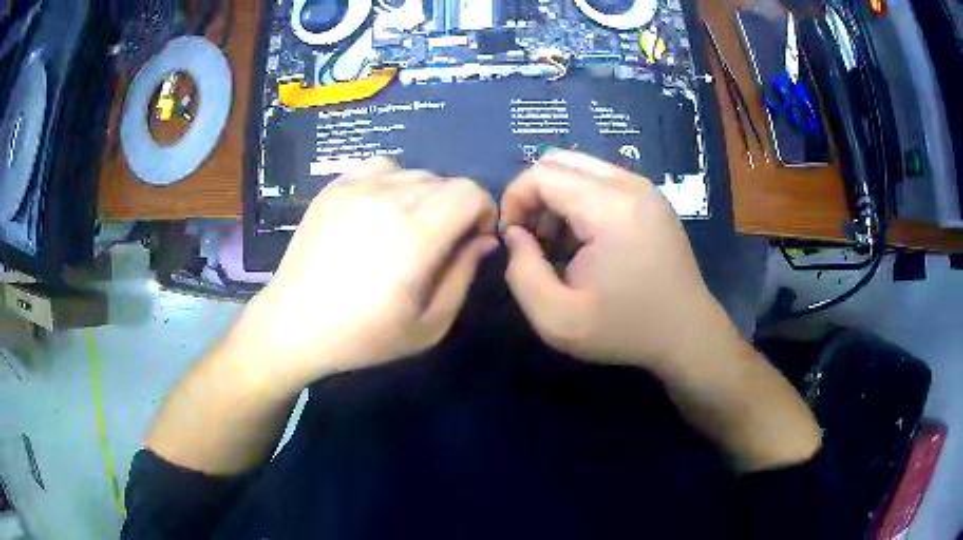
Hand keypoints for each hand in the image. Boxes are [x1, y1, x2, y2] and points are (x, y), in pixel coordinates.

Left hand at [232, 157, 497, 388]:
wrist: (295, 323)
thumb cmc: (364, 335)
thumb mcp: (429, 324)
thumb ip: (463, 275)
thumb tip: (484, 239)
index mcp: (416, 236)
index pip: (470, 192)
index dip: (484, 210)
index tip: (475, 238)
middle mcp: (388, 200)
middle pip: (445, 181)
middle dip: (457, 207)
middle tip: (442, 241)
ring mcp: (357, 188)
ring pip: (415, 172)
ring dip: (427, 195)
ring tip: (409, 225)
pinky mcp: (335, 187)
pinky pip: (380, 167)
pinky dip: (394, 182)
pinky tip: (382, 209)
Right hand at [501, 150, 726, 373]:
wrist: (687, 335)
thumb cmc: (625, 330)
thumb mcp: (557, 319)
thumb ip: (522, 272)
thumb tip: (516, 235)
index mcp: (609, 208)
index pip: (541, 174)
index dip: (513, 200)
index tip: (512, 239)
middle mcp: (630, 185)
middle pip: (559, 161)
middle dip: (533, 194)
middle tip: (532, 238)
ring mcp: (645, 188)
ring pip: (580, 167)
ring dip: (557, 198)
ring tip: (557, 244)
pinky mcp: (652, 198)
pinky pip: (602, 180)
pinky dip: (580, 200)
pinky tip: (584, 241)